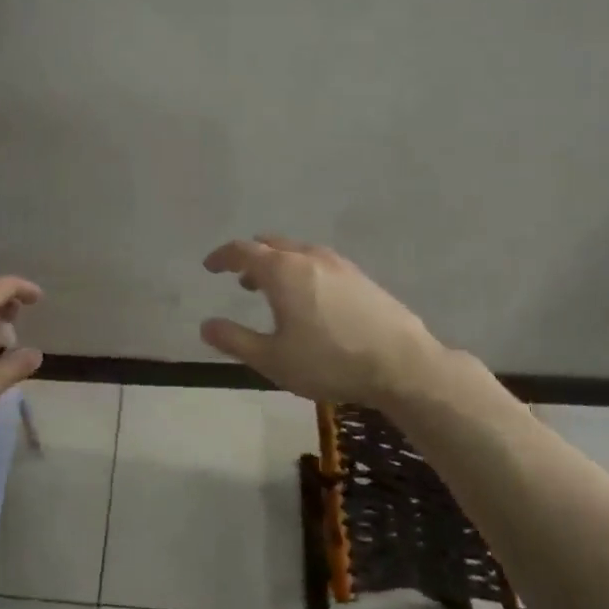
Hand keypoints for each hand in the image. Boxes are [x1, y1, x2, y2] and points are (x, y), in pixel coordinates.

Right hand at [200, 235, 448, 405]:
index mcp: (282, 271)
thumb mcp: (272, 359)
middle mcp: (309, 257)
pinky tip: (311, 298)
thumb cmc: (329, 361)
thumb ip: (235, 340)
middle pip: (272, 244)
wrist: (402, 364)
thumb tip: (206, 325)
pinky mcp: (361, 277)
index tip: (210, 266)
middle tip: (240, 278)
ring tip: (273, 290)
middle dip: (252, 257)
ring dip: (279, 264)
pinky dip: (303, 270)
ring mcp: (339, 264)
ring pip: (298, 252)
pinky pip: (320, 262)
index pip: (243, 251)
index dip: (222, 256)